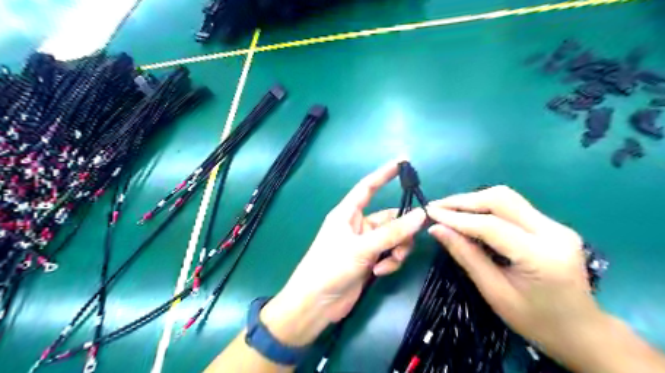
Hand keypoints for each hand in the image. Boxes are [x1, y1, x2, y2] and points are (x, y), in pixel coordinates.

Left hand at [262, 160, 425, 346]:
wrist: (316, 304)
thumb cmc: (331, 267)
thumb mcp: (362, 248)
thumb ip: (392, 233)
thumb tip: (421, 215)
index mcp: (347, 213)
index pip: (367, 187)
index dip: (383, 174)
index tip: (402, 162)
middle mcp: (357, 225)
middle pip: (389, 218)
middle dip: (402, 229)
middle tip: (413, 236)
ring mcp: (364, 244)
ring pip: (393, 238)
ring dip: (397, 249)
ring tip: (389, 262)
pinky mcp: (369, 260)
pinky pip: (389, 254)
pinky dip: (390, 261)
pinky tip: (380, 272)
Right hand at [425, 186, 603, 355]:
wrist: (581, 331)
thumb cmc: (535, 321)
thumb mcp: (494, 292)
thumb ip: (466, 256)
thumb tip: (436, 229)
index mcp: (542, 257)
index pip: (491, 226)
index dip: (456, 218)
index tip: (429, 213)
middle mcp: (554, 232)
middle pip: (501, 200)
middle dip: (464, 201)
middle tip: (436, 207)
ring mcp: (555, 225)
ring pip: (506, 198)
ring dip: (473, 200)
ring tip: (447, 209)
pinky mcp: (551, 225)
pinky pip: (512, 207)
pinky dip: (485, 208)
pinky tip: (468, 215)